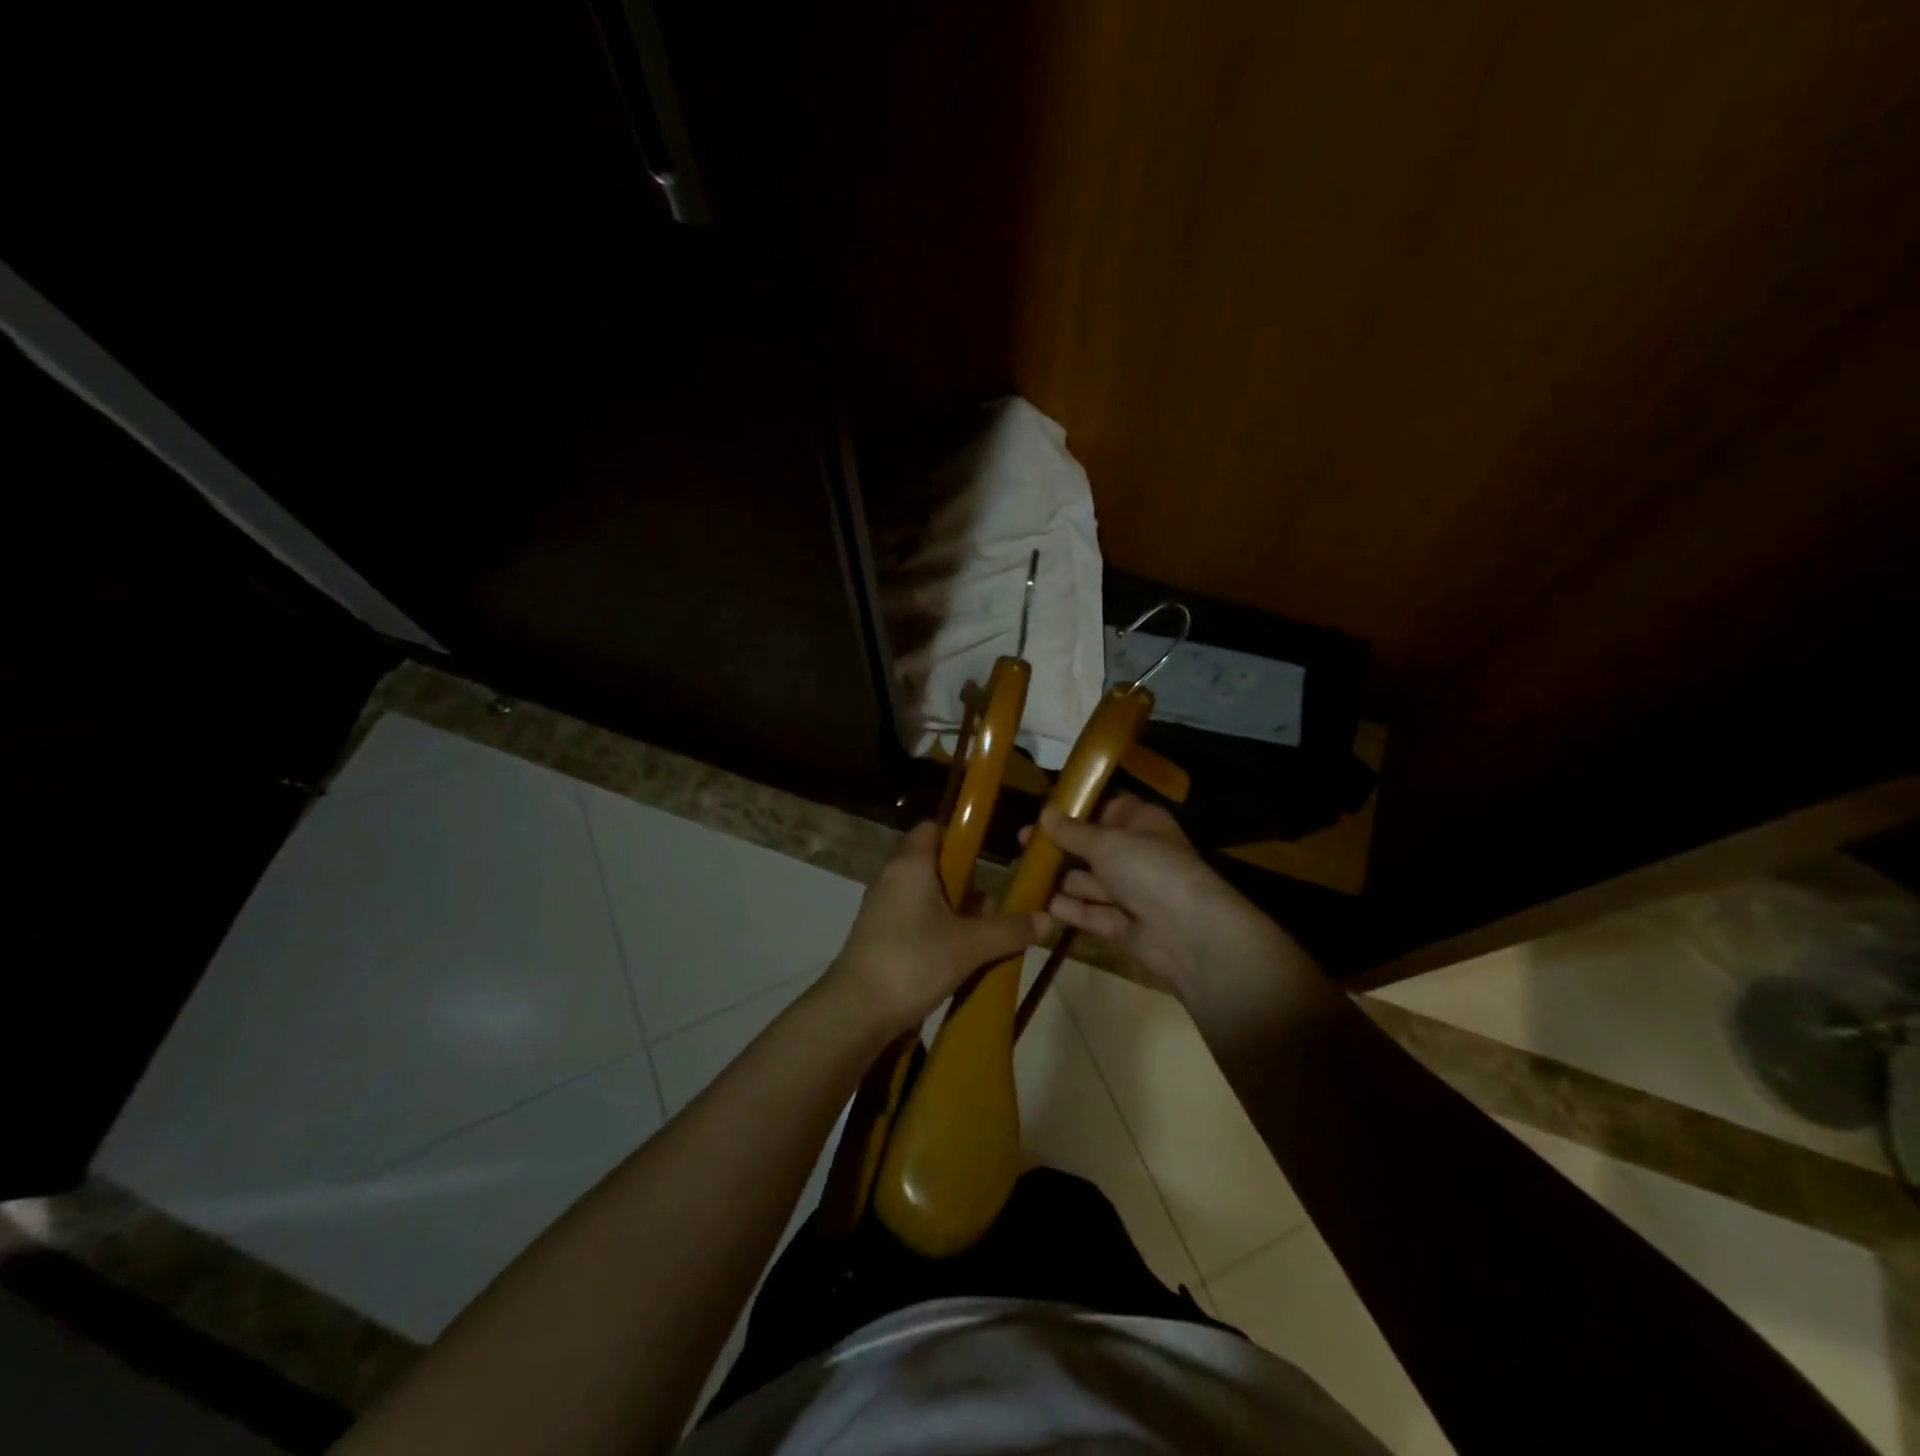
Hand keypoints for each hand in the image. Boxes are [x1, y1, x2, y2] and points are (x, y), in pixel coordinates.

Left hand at [822, 822, 1046, 1042]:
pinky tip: (957, 961)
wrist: (855, 1011)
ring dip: (956, 915)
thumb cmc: (914, 961)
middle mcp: (892, 879)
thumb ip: (1010, 930)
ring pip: (927, 898)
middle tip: (994, 914)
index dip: (960, 838)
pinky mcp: (877, 937)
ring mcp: (881, 909)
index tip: (989, 859)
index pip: (933, 830)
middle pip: (936, 868)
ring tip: (982, 943)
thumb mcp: (970, 945)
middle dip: (968, 888)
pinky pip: (914, 921)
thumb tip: (1049, 919)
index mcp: (911, 865)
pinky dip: (937, 933)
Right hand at [1030, 795, 1305, 1008]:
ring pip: (1089, 881)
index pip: (1105, 809)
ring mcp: (1131, 892)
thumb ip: (1073, 831)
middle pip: (1092, 846)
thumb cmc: (1150, 871)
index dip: (1074, 810)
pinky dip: (1068, 908)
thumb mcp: (1107, 843)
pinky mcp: (1123, 926)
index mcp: (1142, 824)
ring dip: (1059, 878)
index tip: (1041, 813)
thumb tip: (1045, 814)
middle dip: (1060, 846)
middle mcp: (1137, 855)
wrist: (1190, 936)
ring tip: (1021, 873)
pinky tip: (1038, 903)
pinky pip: (1091, 912)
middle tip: (1021, 844)